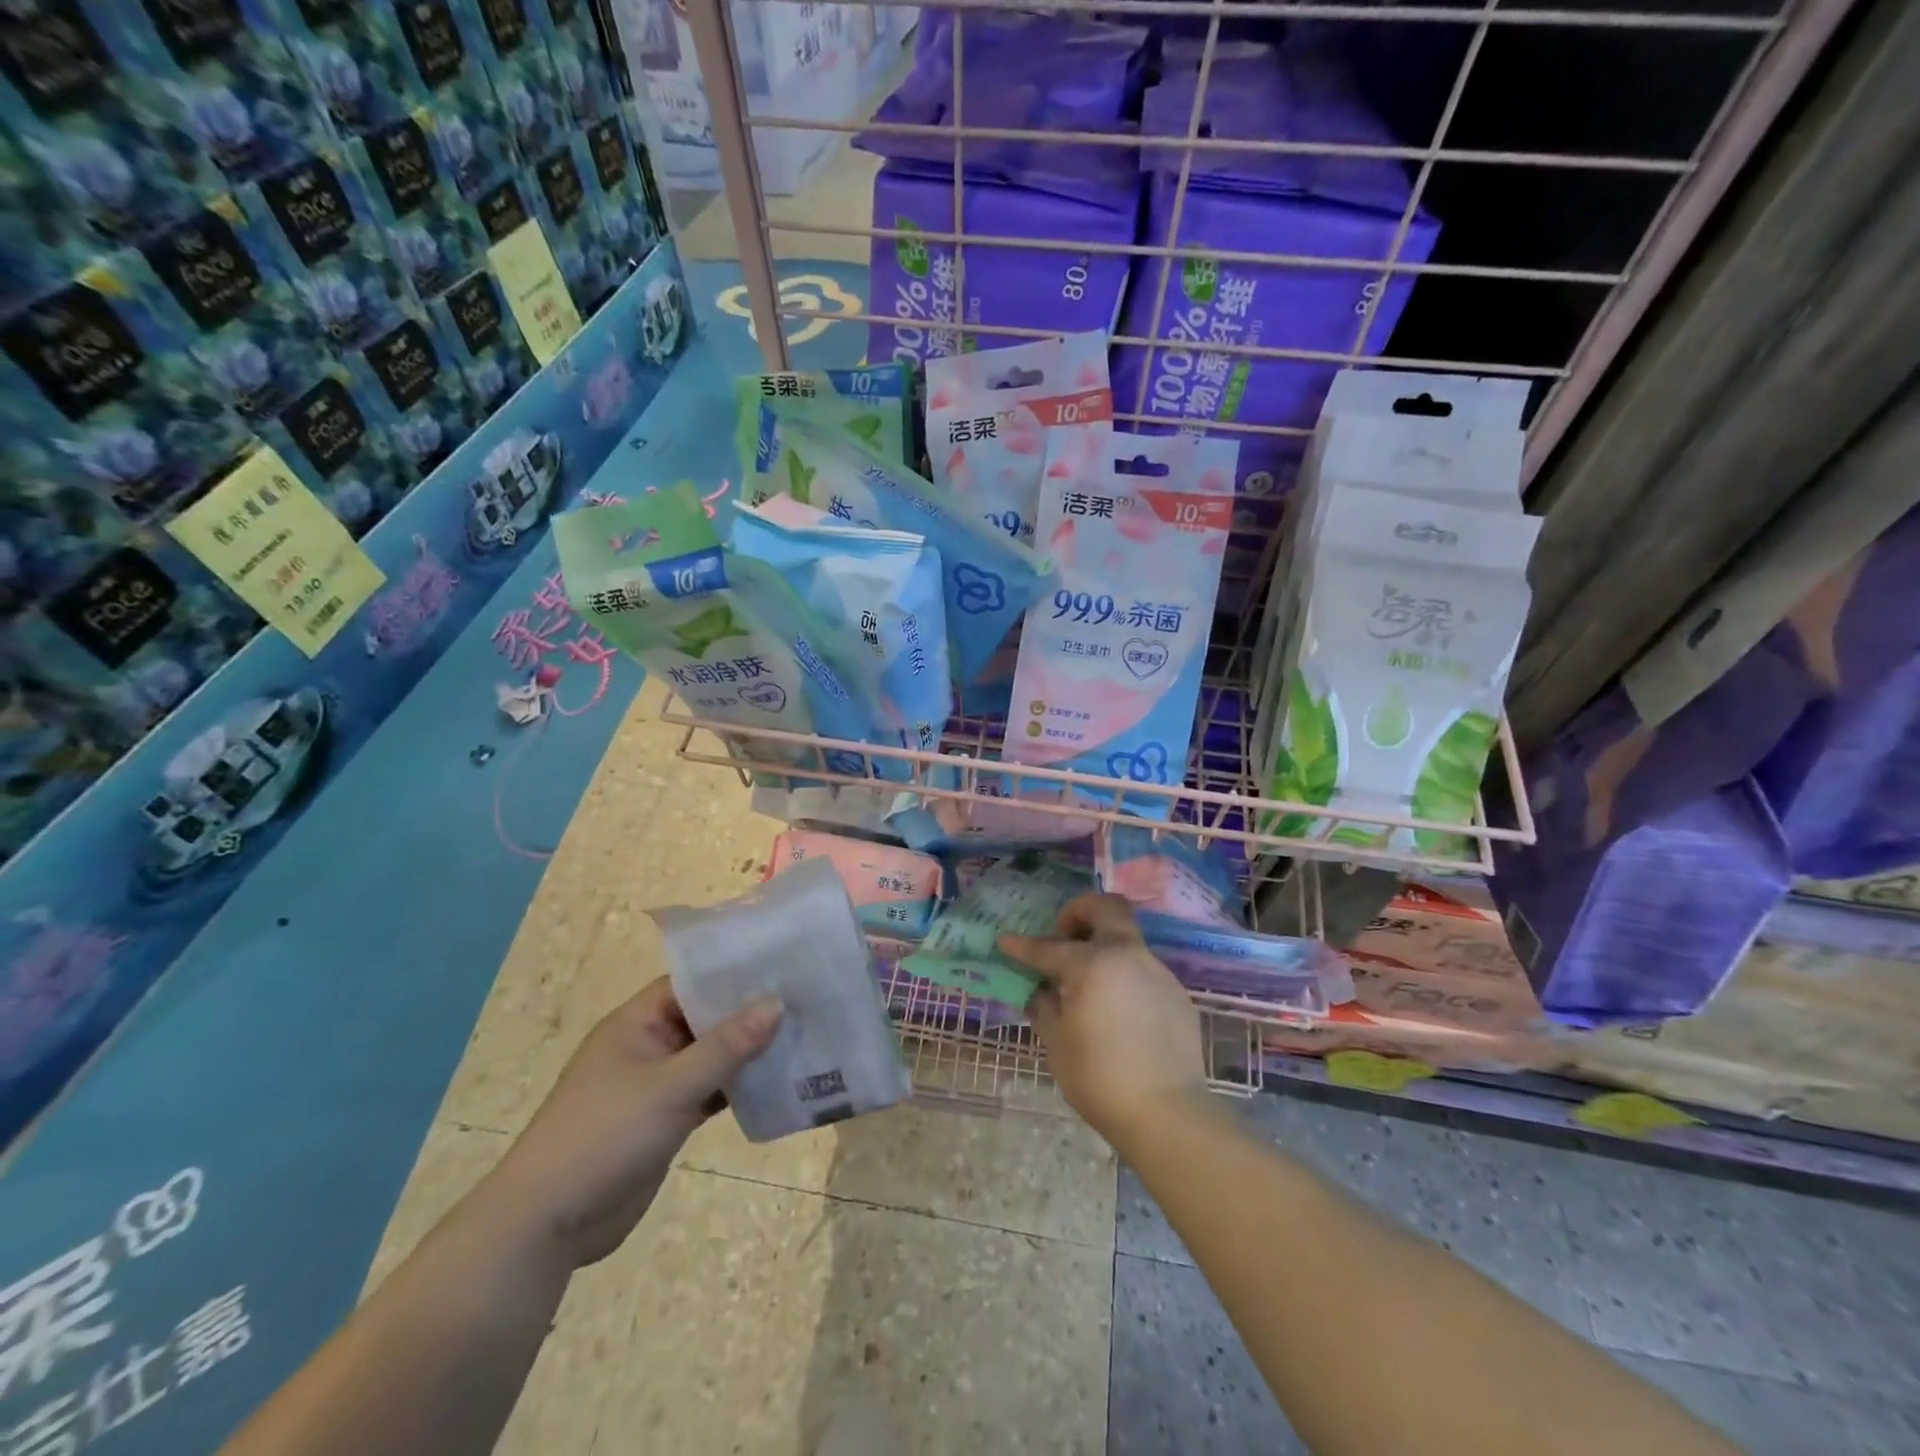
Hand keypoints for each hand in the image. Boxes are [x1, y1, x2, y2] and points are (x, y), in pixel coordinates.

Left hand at [483, 979, 781, 1267]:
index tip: (781, 966)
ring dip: (747, 1052)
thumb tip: (776, 1003)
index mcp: (637, 1023)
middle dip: (748, 1013)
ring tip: (802, 1035)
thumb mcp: (670, 1086)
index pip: (691, 982)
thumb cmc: (604, 1136)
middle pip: (705, 1018)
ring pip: (710, 1057)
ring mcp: (656, 1085)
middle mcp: (648, 1046)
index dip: (732, 973)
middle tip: (804, 999)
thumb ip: (726, 1046)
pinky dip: (736, 1087)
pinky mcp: (665, 1120)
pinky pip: (709, 1091)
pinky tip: (777, 1082)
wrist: (547, 1225)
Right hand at [1000, 894, 1206, 1146]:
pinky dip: (1123, 977)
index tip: (1006, 942)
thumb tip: (1040, 990)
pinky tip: (1116, 1011)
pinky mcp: (1176, 994)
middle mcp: (1128, 955)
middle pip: (1107, 907)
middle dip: (1079, 911)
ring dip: (1103, 947)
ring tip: (1087, 983)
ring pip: (1127, 939)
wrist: (1167, 1114)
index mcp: (1093, 964)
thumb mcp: (1057, 1043)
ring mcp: (1158, 972)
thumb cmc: (1100, 1078)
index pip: (1049, 948)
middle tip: (1064, 935)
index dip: (1023, 946)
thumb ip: (1044, 1006)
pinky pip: (1143, 971)